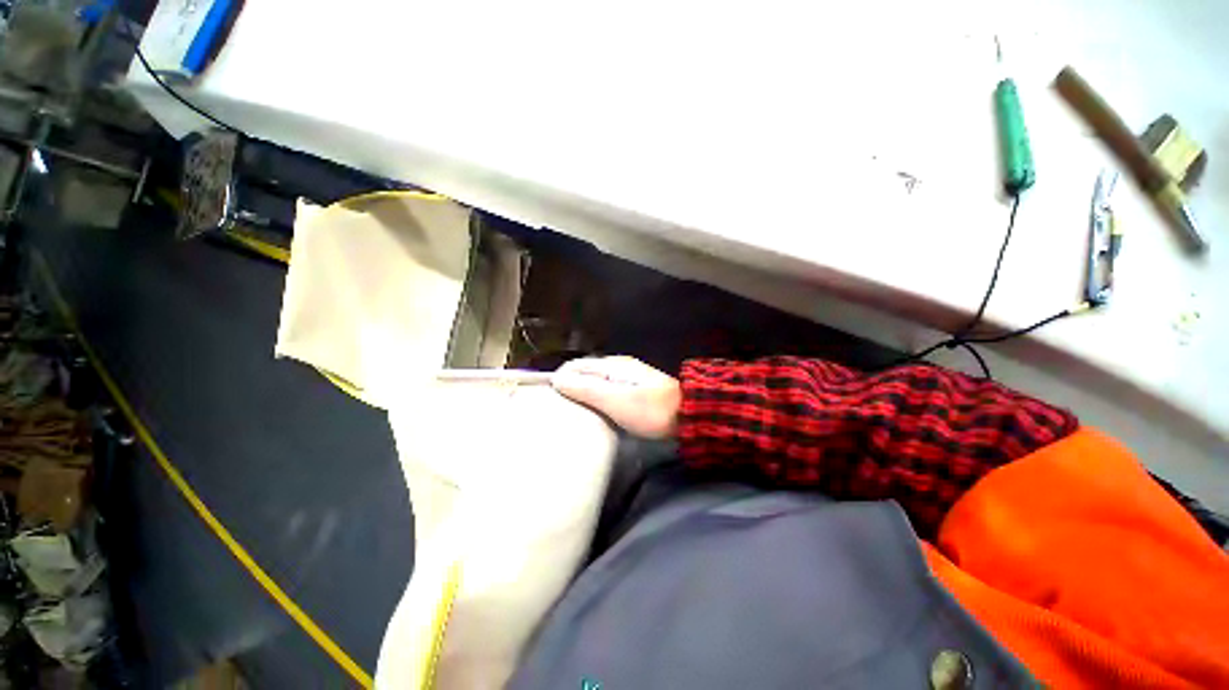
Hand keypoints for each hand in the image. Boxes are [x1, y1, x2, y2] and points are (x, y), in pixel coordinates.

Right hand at [552, 356, 680, 438]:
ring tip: (568, 411)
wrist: (687, 416)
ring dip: (581, 392)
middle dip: (569, 385)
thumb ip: (587, 388)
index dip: (559, 378)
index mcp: (612, 365)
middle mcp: (618, 367)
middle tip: (555, 407)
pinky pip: (606, 390)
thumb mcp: (615, 400)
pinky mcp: (633, 390)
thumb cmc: (649, 409)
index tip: (547, 398)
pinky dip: (594, 398)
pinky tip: (592, 411)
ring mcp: (627, 378)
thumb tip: (557, 379)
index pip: (576, 366)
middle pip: (585, 372)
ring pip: (595, 382)